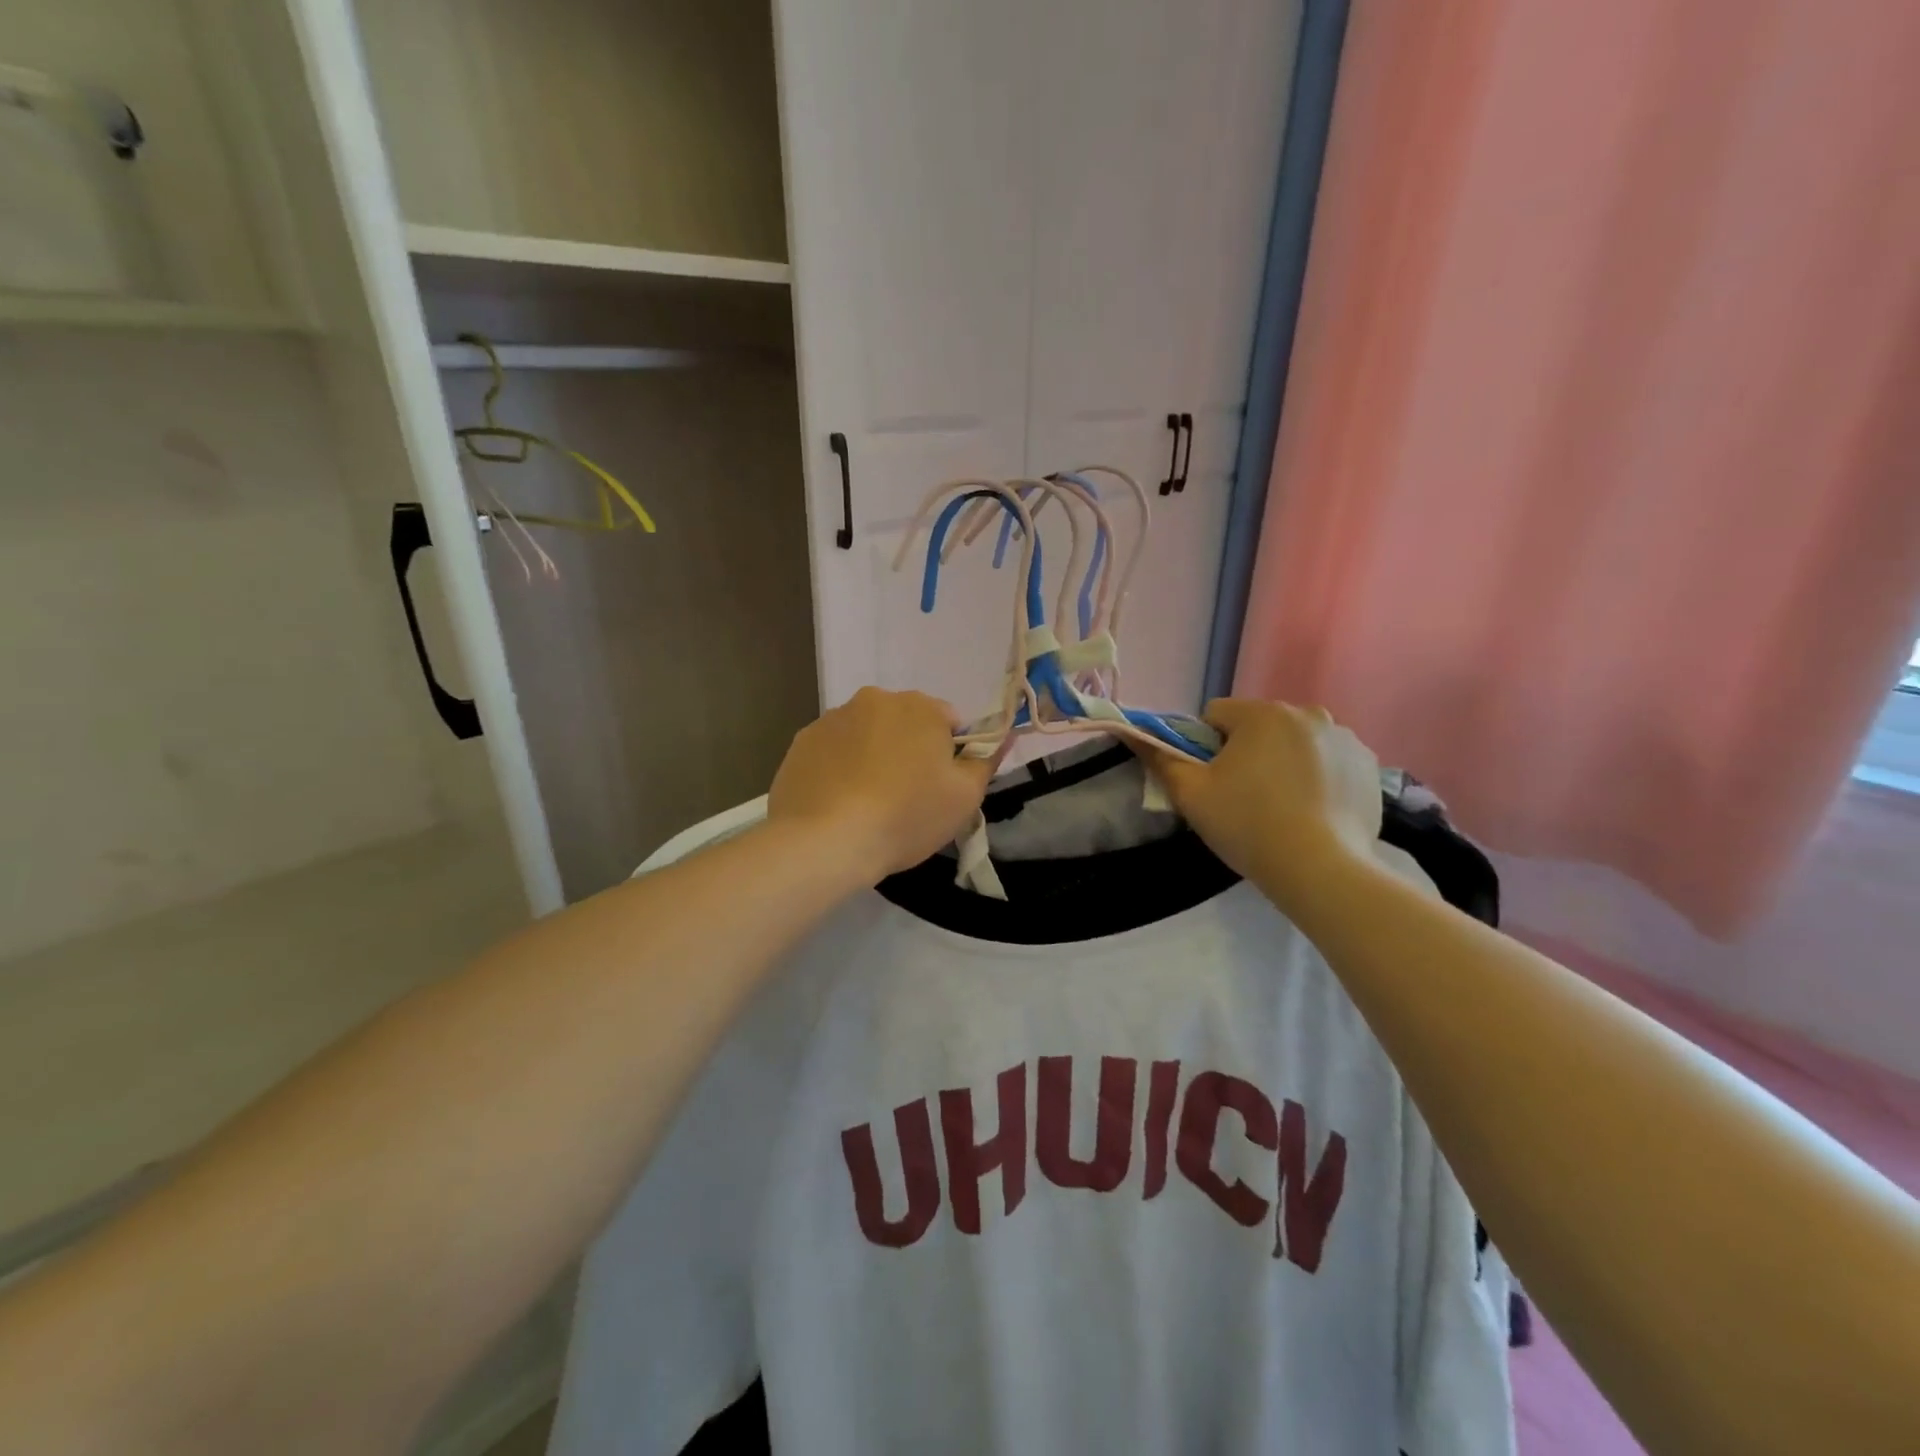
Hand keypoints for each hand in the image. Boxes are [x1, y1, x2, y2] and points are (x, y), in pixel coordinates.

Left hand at [768, 687, 999, 881]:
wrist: (826, 841)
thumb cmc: (906, 816)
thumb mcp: (964, 797)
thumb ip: (985, 762)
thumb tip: (1000, 739)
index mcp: (919, 706)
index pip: (949, 721)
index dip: (950, 755)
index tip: (940, 787)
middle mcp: (874, 699)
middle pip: (904, 723)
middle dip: (909, 751)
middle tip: (906, 797)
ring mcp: (832, 719)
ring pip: (866, 735)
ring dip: (873, 757)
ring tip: (868, 803)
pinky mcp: (801, 743)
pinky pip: (833, 751)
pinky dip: (840, 768)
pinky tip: (839, 803)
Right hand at [1146, 699, 1382, 911]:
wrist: (1322, 870)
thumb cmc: (1248, 825)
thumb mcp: (1191, 794)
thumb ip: (1160, 758)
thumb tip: (1133, 734)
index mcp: (1262, 713)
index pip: (1216, 715)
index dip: (1204, 747)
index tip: (1211, 781)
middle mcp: (1307, 713)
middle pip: (1258, 726)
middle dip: (1246, 752)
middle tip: (1243, 797)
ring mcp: (1345, 739)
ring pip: (1295, 742)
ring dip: (1283, 762)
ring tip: (1282, 807)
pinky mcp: (1369, 766)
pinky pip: (1329, 761)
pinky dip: (1317, 778)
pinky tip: (1313, 811)